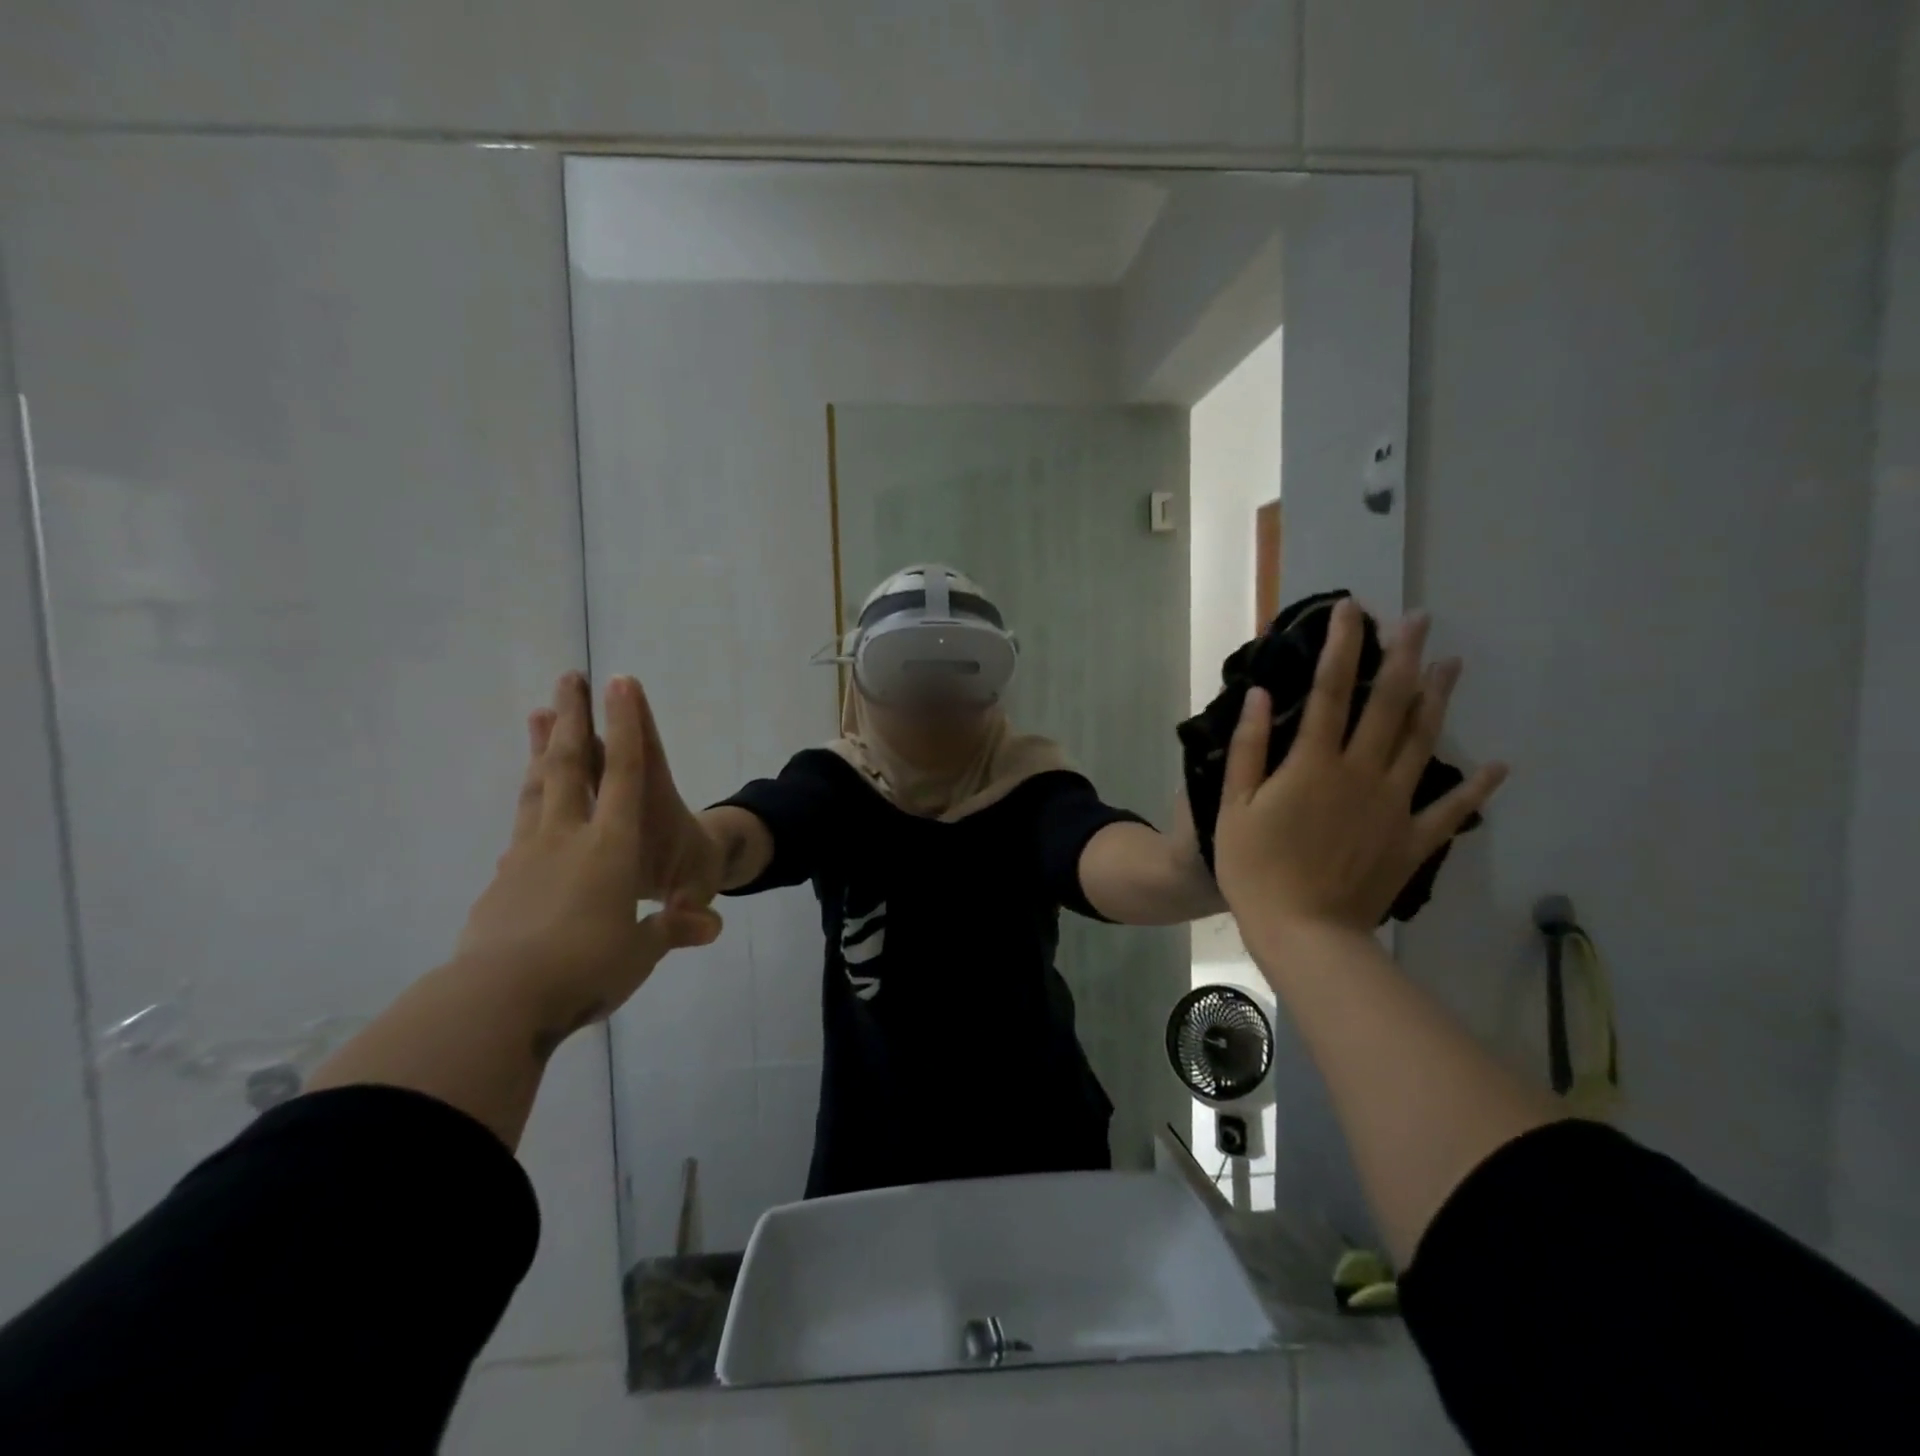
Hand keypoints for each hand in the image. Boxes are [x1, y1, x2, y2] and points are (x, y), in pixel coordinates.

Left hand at [455, 672, 721, 1045]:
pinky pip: (519, 831)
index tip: (619, 682)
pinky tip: (528, 813)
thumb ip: (674, 930)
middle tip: (566, 677)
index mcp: (609, 846)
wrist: (493, 1004)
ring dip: (539, 749)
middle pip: (567, 764)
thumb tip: (711, 926)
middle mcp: (566, 837)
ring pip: (535, 789)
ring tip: (536, 717)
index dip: (625, 726)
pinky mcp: (498, 882)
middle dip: (571, 718)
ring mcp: (525, 856)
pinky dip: (529, 808)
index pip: (622, 773)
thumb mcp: (641, 953)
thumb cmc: (584, 969)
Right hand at [1213, 601, 1506, 934]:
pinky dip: (1477, 786)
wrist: (1304, 932)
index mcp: (1315, 764)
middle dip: (1401, 656)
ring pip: (1423, 741)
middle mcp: (1361, 773)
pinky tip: (1499, 764)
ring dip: (1437, 699)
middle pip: (1388, 704)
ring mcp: (1394, 805)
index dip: (1340, 646)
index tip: (1349, 609)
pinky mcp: (1413, 839)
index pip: (1329, 691)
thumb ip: (1250, 749)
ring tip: (1452, 663)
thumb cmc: (1256, 868)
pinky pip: (1452, 808)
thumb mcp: (1234, 806)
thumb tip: (1262, 695)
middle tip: (1418, 618)